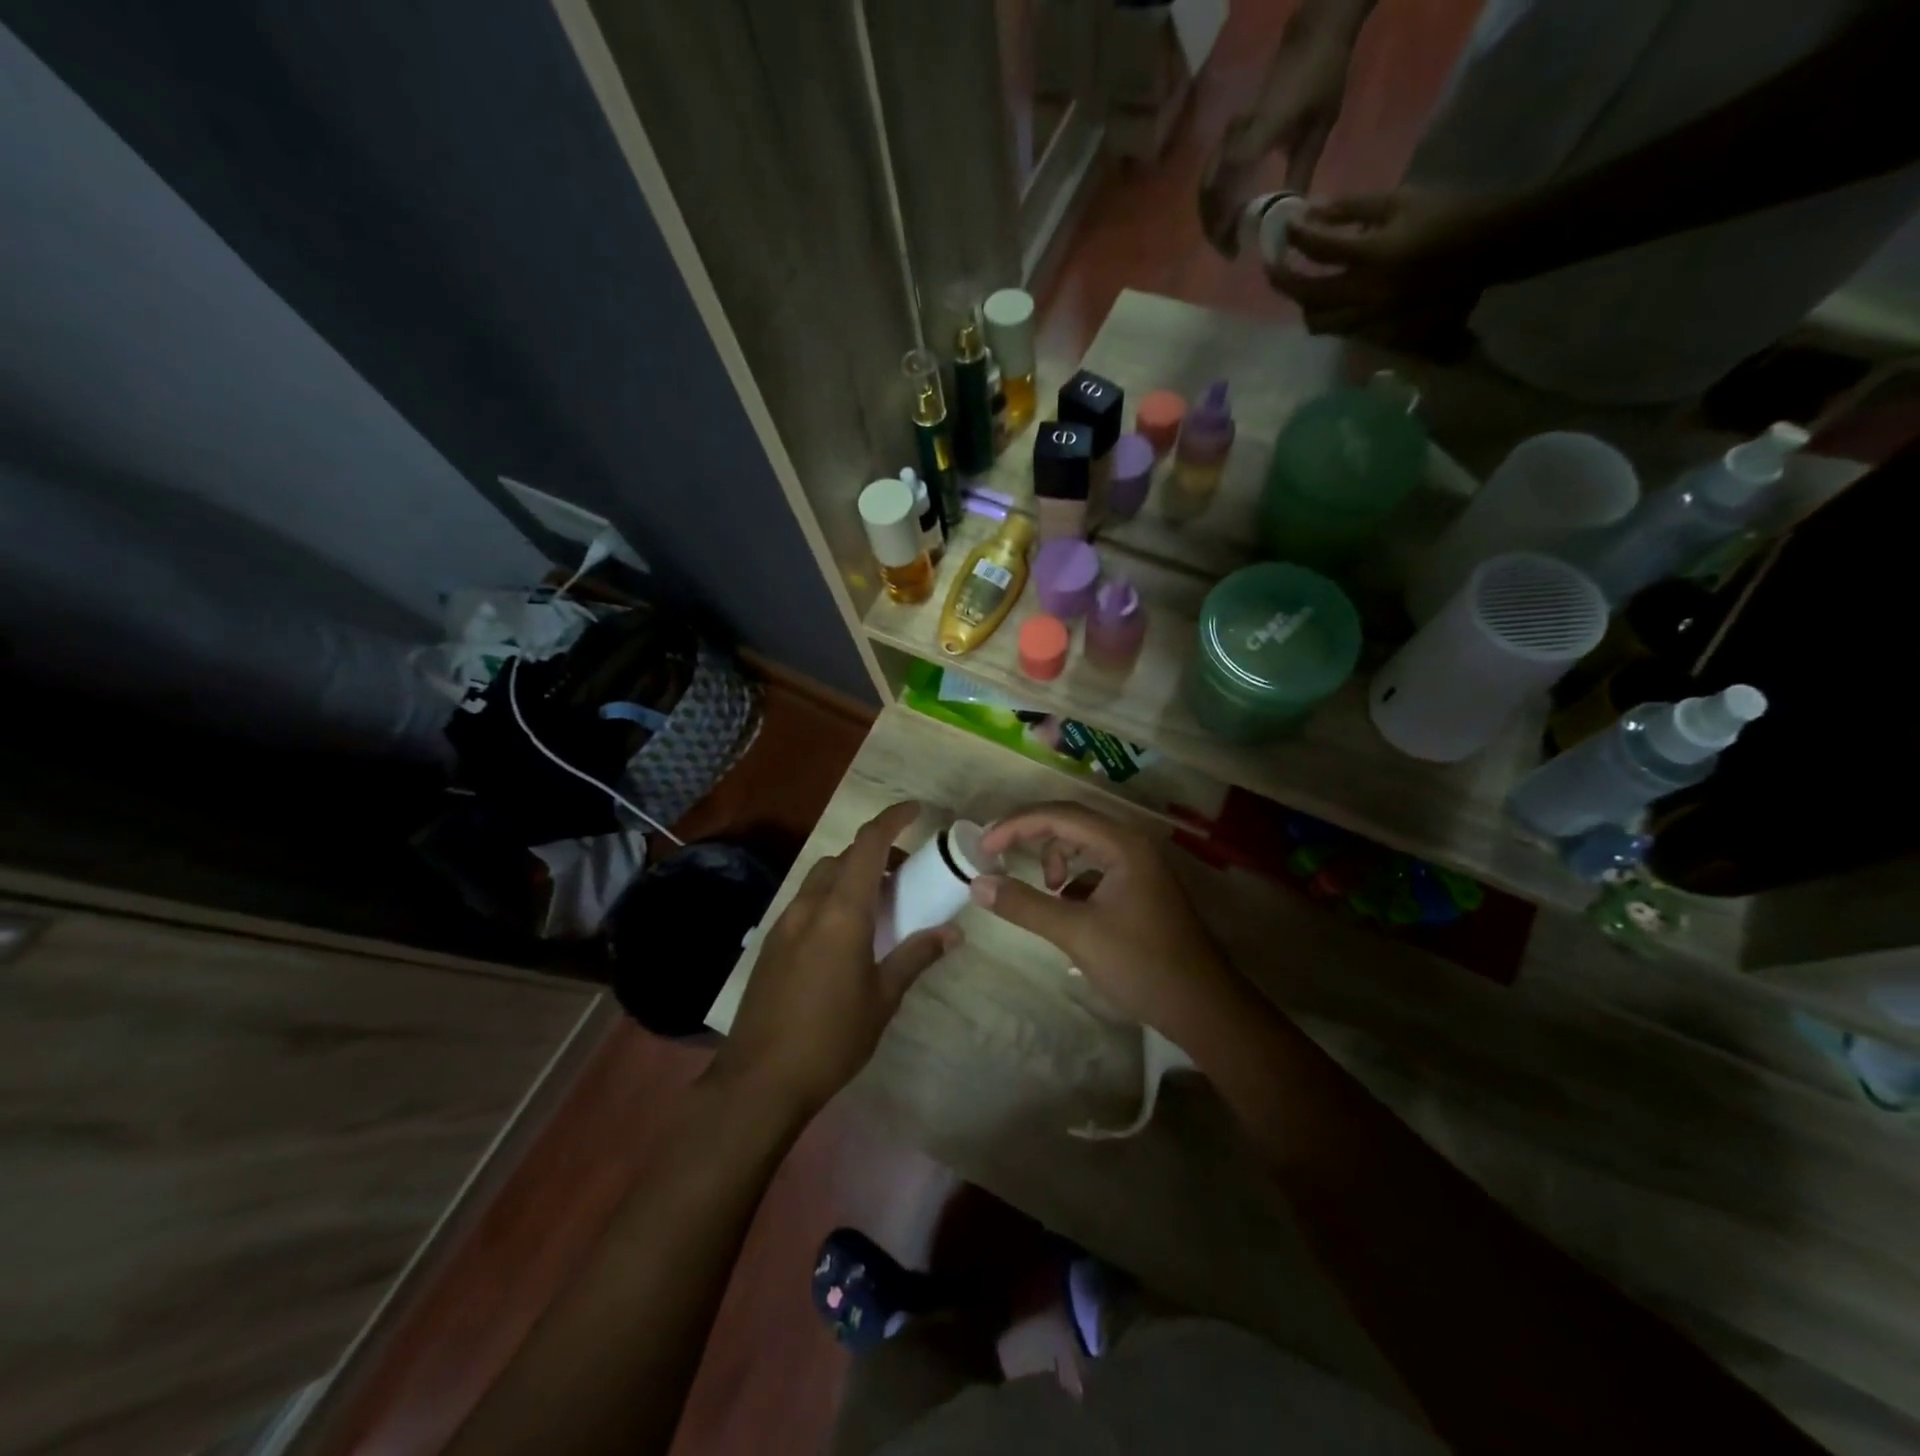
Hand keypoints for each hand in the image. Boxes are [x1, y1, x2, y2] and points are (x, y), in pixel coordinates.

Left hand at [712, 802, 956, 1115]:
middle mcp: (809, 906)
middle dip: (876, 854)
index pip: (868, 845)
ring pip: (821, 878)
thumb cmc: (832, 1038)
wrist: (760, 1079)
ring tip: (877, 906)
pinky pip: (806, 902)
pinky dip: (830, 898)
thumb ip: (916, 956)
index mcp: (841, 913)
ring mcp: (784, 924)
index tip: (916, 810)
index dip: (892, 819)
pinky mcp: (770, 944)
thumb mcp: (883, 998)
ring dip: (850, 876)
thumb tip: (953, 932)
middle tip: (906, 876)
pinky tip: (843, 936)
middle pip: (844, 858)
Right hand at [969, 803, 1241, 1044]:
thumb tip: (978, 884)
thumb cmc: (1142, 964)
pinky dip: (1074, 881)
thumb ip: (1025, 905)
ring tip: (1048, 895)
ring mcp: (1139, 866)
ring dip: (1055, 860)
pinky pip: (1095, 868)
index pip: (1059, 815)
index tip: (983, 847)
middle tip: (997, 857)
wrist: (1204, 1007)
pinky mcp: (1140, 888)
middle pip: (1070, 823)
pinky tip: (1069, 910)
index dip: (1015, 825)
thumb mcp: (1076, 933)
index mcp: (1122, 844)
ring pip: (1083, 845)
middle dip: (1030, 836)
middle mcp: (1132, 844)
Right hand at [1199, 4, 1367, 253]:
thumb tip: (1291, 218)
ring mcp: (1229, 136)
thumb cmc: (1321, 79)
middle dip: (1213, 227)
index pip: (1226, 186)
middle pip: (1208, 192)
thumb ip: (1301, 175)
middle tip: (1228, 251)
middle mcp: (1235, 137)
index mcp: (1257, 135)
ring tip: (1226, 239)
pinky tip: (1228, 216)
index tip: (1233, 248)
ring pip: (1206, 187)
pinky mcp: (1230, 137)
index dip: (1223, 222)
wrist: (1311, 38)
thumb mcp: (1319, 129)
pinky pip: (1212, 176)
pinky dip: (1214, 202)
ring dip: (1211, 217)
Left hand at [1267, 188, 1502, 343]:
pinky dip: (1325, 315)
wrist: (1487, 249)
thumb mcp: (1401, 201)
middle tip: (1272, 267)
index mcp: (1372, 255)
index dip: (1296, 238)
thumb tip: (1312, 212)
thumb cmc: (1446, 216)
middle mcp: (1365, 292)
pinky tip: (1325, 300)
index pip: (1318, 249)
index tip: (1285, 228)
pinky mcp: (1377, 329)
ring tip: (1299, 286)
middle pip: (1307, 295)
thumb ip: (1353, 209)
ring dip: (1303, 304)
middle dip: (1284, 281)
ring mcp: (1369, 316)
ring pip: (1318, 320)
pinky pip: (1338, 328)